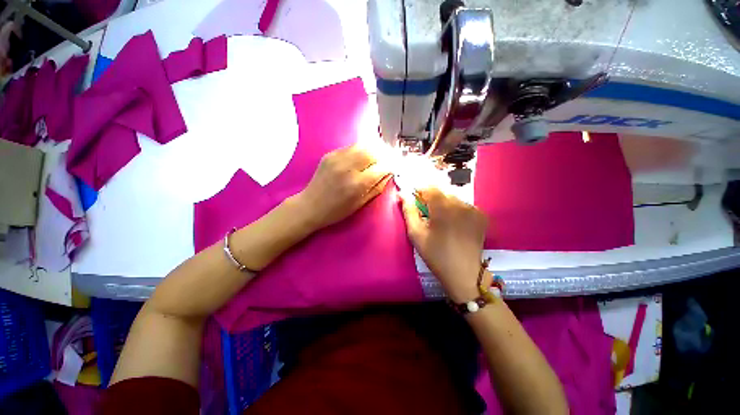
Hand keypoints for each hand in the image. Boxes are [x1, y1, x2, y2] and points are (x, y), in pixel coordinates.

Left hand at [293, 145, 392, 231]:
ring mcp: (337, 158)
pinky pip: (351, 147)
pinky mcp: (330, 154)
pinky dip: (361, 149)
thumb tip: (389, 173)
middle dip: (385, 153)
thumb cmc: (337, 210)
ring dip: (374, 148)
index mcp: (357, 184)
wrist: (310, 205)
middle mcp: (348, 167)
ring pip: (363, 145)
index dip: (392, 164)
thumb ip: (377, 187)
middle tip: (389, 157)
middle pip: (373, 151)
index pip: (382, 167)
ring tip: (379, 153)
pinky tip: (363, 155)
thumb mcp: (360, 204)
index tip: (397, 165)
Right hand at [401, 187, 488, 302]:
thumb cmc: (435, 255)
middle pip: (443, 193)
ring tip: (442, 220)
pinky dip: (457, 210)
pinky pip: (465, 206)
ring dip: (445, 204)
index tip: (415, 198)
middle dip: (432, 198)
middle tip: (428, 213)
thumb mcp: (416, 234)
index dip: (421, 190)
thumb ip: (409, 211)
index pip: (430, 188)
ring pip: (454, 199)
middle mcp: (461, 205)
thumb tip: (402, 194)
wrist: (463, 274)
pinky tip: (455, 223)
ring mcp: (474, 210)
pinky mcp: (482, 217)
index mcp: (443, 208)